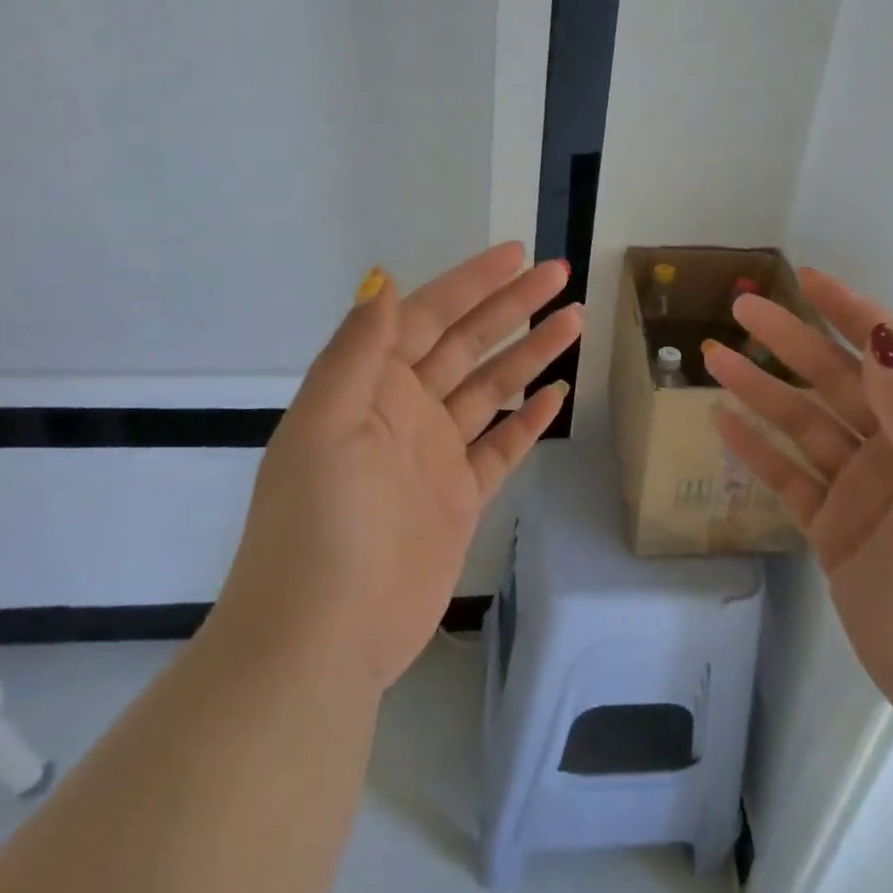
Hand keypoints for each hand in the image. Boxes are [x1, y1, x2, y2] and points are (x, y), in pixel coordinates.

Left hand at [213, 243, 582, 693]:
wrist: (322, 637)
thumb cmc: (318, 524)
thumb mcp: (325, 425)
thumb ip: (357, 351)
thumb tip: (383, 281)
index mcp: (369, 386)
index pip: (428, 317)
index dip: (472, 283)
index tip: (517, 255)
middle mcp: (404, 411)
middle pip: (468, 344)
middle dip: (513, 306)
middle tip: (561, 275)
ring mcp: (434, 455)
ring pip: (491, 389)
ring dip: (530, 353)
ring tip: (574, 321)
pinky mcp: (458, 498)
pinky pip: (500, 447)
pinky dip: (527, 420)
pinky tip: (556, 394)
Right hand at [702, 269, 892, 737]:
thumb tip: (880, 339)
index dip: (855, 315)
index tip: (809, 280)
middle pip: (838, 383)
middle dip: (792, 343)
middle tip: (741, 309)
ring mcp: (865, 491)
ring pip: (804, 425)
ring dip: (761, 390)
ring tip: (714, 357)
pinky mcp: (834, 531)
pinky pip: (788, 478)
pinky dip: (756, 449)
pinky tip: (722, 421)